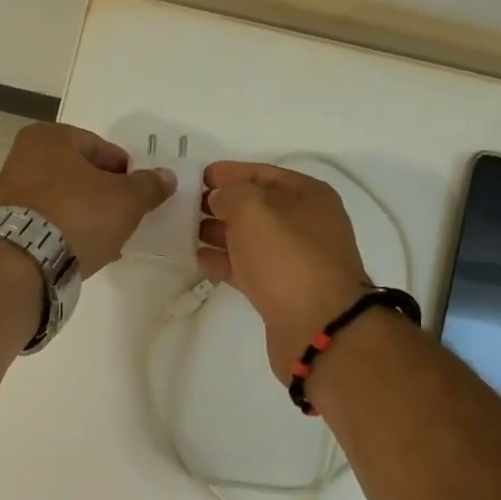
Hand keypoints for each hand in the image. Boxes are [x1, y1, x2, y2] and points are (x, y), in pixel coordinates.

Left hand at [0, 123, 174, 276]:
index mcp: (50, 136)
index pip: (103, 149)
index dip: (127, 173)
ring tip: (108, 239)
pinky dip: (68, 231)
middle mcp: (24, 156)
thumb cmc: (79, 215)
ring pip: (65, 199)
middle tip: (126, 218)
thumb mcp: (126, 199)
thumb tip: (166, 176)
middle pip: (82, 174)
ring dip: (88, 215)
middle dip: (105, 195)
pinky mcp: (9, 224)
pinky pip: (50, 221)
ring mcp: (11, 191)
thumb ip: (149, 185)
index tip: (139, 197)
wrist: (27, 260)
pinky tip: (84, 250)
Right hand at [198, 161, 372, 373]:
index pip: (263, 173)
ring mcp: (295, 259)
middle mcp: (306, 224)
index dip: (229, 172)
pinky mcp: (282, 290)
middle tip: (183, 205)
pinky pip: (248, 267)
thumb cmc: (288, 257)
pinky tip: (199, 258)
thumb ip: (232, 194)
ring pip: (250, 238)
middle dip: (221, 203)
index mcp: (308, 196)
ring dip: (219, 232)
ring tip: (184, 230)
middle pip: (257, 206)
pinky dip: (224, 261)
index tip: (195, 177)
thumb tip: (220, 199)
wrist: (317, 327)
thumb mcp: (254, 210)